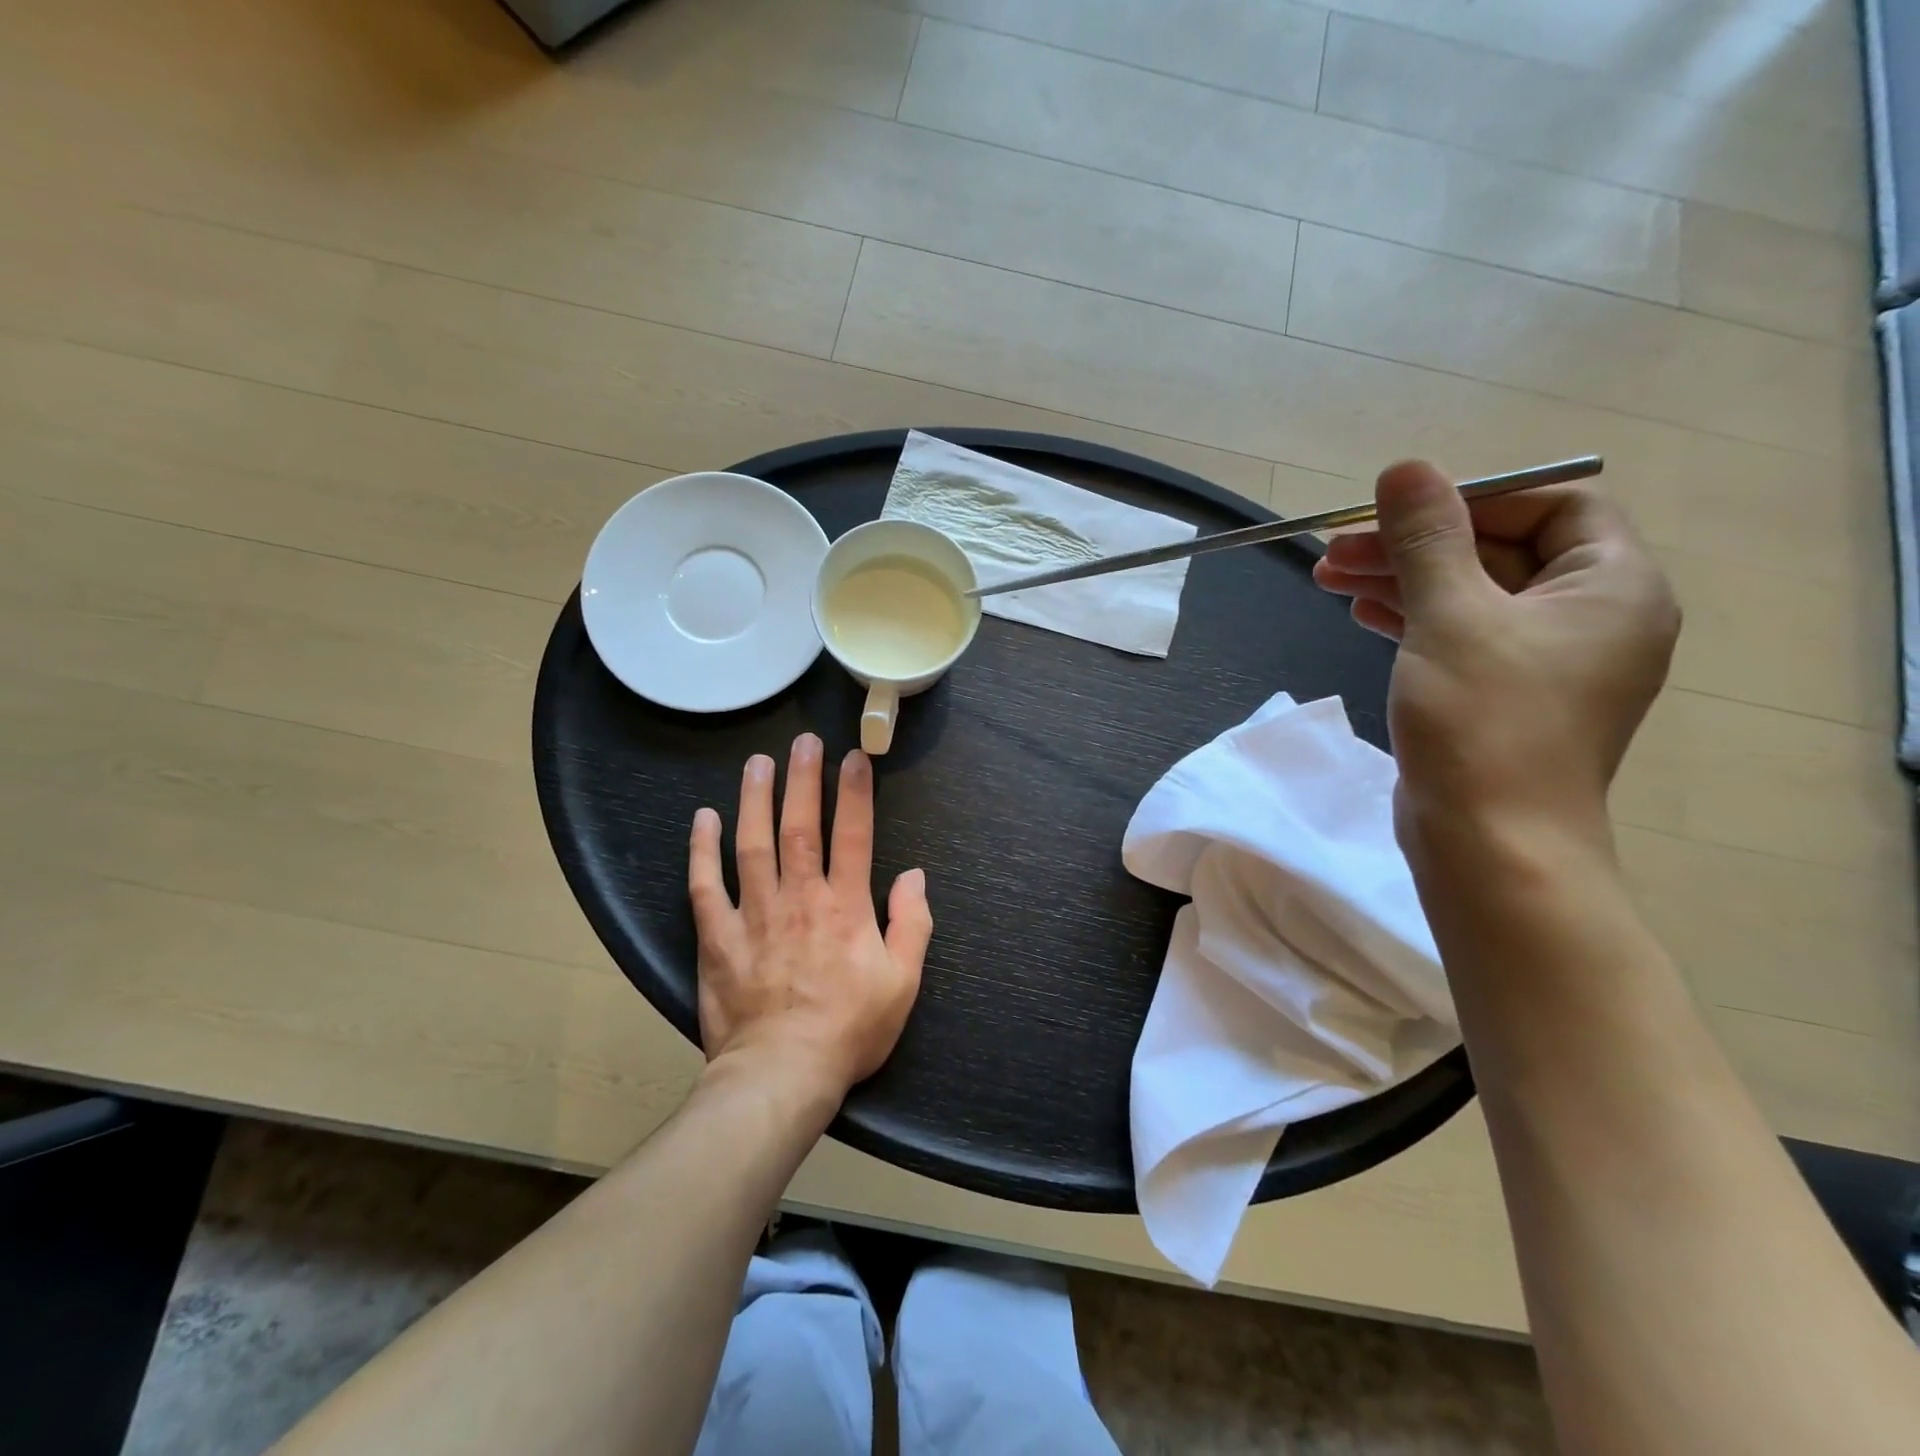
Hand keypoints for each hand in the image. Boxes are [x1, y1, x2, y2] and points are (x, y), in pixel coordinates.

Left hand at [688, 734, 931, 1099]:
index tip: (854, 757)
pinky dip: (702, 851)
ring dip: (755, 800)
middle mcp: (800, 898)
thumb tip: (914, 876)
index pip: (853, 835)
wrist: (782, 1074)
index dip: (855, 792)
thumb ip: (912, 924)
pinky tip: (703, 819)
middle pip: (800, 827)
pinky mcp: (718, 937)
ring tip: (757, 763)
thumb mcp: (902, 982)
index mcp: (845, 908)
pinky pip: (706, 886)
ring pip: (752, 845)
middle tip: (804, 742)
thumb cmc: (849, 1029)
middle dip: (803, 780)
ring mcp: (754, 914)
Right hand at [1312, 460, 1679, 849]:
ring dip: (1402, 579)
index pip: (1550, 505)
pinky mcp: (1503, 694)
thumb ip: (1427, 539)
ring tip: (1329, 577)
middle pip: (1498, 550)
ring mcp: (1546, 660)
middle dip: (1414, 544)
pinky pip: (1461, 634)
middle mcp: (1591, 616)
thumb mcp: (1450, 617)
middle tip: (1335, 550)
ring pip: (1470, 594)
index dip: (1470, 498)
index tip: (1394, 512)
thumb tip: (1405, 468)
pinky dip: (1412, 617)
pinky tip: (1362, 613)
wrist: (1490, 845)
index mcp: (1612, 585)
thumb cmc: (1483, 723)